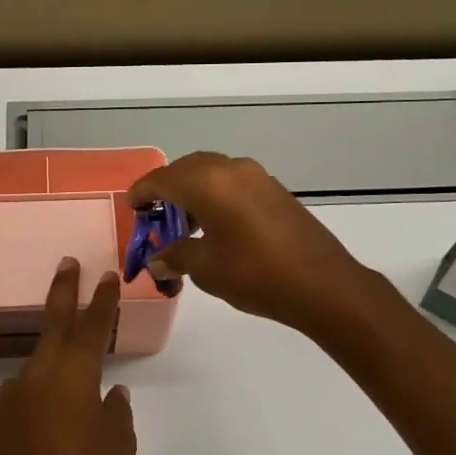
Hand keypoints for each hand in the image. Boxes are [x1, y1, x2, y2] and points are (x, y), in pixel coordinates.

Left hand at [0, 259, 136, 454]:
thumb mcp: (117, 447)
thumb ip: (118, 413)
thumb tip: (113, 394)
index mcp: (75, 372)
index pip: (94, 325)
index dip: (103, 298)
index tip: (107, 273)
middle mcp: (40, 371)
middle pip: (55, 321)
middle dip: (64, 288)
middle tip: (67, 263)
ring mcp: (10, 392)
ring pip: (36, 374)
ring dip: (50, 382)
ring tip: (61, 422)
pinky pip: (17, 406)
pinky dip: (29, 414)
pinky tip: (35, 444)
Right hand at [127, 152, 376, 333]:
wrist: (323, 284)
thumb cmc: (255, 274)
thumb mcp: (206, 269)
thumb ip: (176, 256)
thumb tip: (158, 260)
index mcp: (207, 183)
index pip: (162, 180)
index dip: (142, 193)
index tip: (132, 208)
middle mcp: (230, 169)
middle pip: (186, 170)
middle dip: (167, 190)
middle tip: (155, 217)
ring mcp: (257, 177)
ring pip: (212, 174)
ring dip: (193, 193)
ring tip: (184, 226)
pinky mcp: (275, 190)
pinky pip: (233, 183)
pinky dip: (216, 196)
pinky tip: (216, 226)